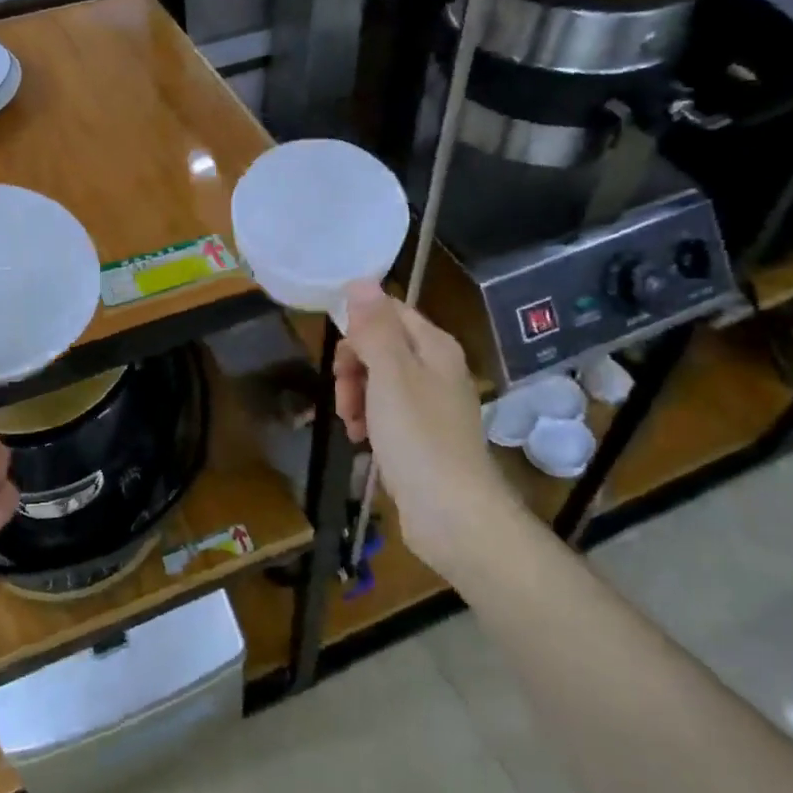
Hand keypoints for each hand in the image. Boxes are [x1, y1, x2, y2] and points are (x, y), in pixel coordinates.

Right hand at [335, 282, 516, 575]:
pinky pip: (386, 412)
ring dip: (355, 395)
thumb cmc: (418, 437)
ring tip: (350, 423)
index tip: (341, 357)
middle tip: (343, 394)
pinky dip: (368, 421)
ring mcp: (430, 404)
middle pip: (381, 346)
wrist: (452, 513)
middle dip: (353, 366)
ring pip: (379, 381)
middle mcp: (436, 368)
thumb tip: (361, 280)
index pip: (389, 311)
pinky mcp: (422, 436)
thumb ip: (375, 327)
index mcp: (434, 346)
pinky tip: (360, 440)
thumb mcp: (390, 374)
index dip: (359, 328)